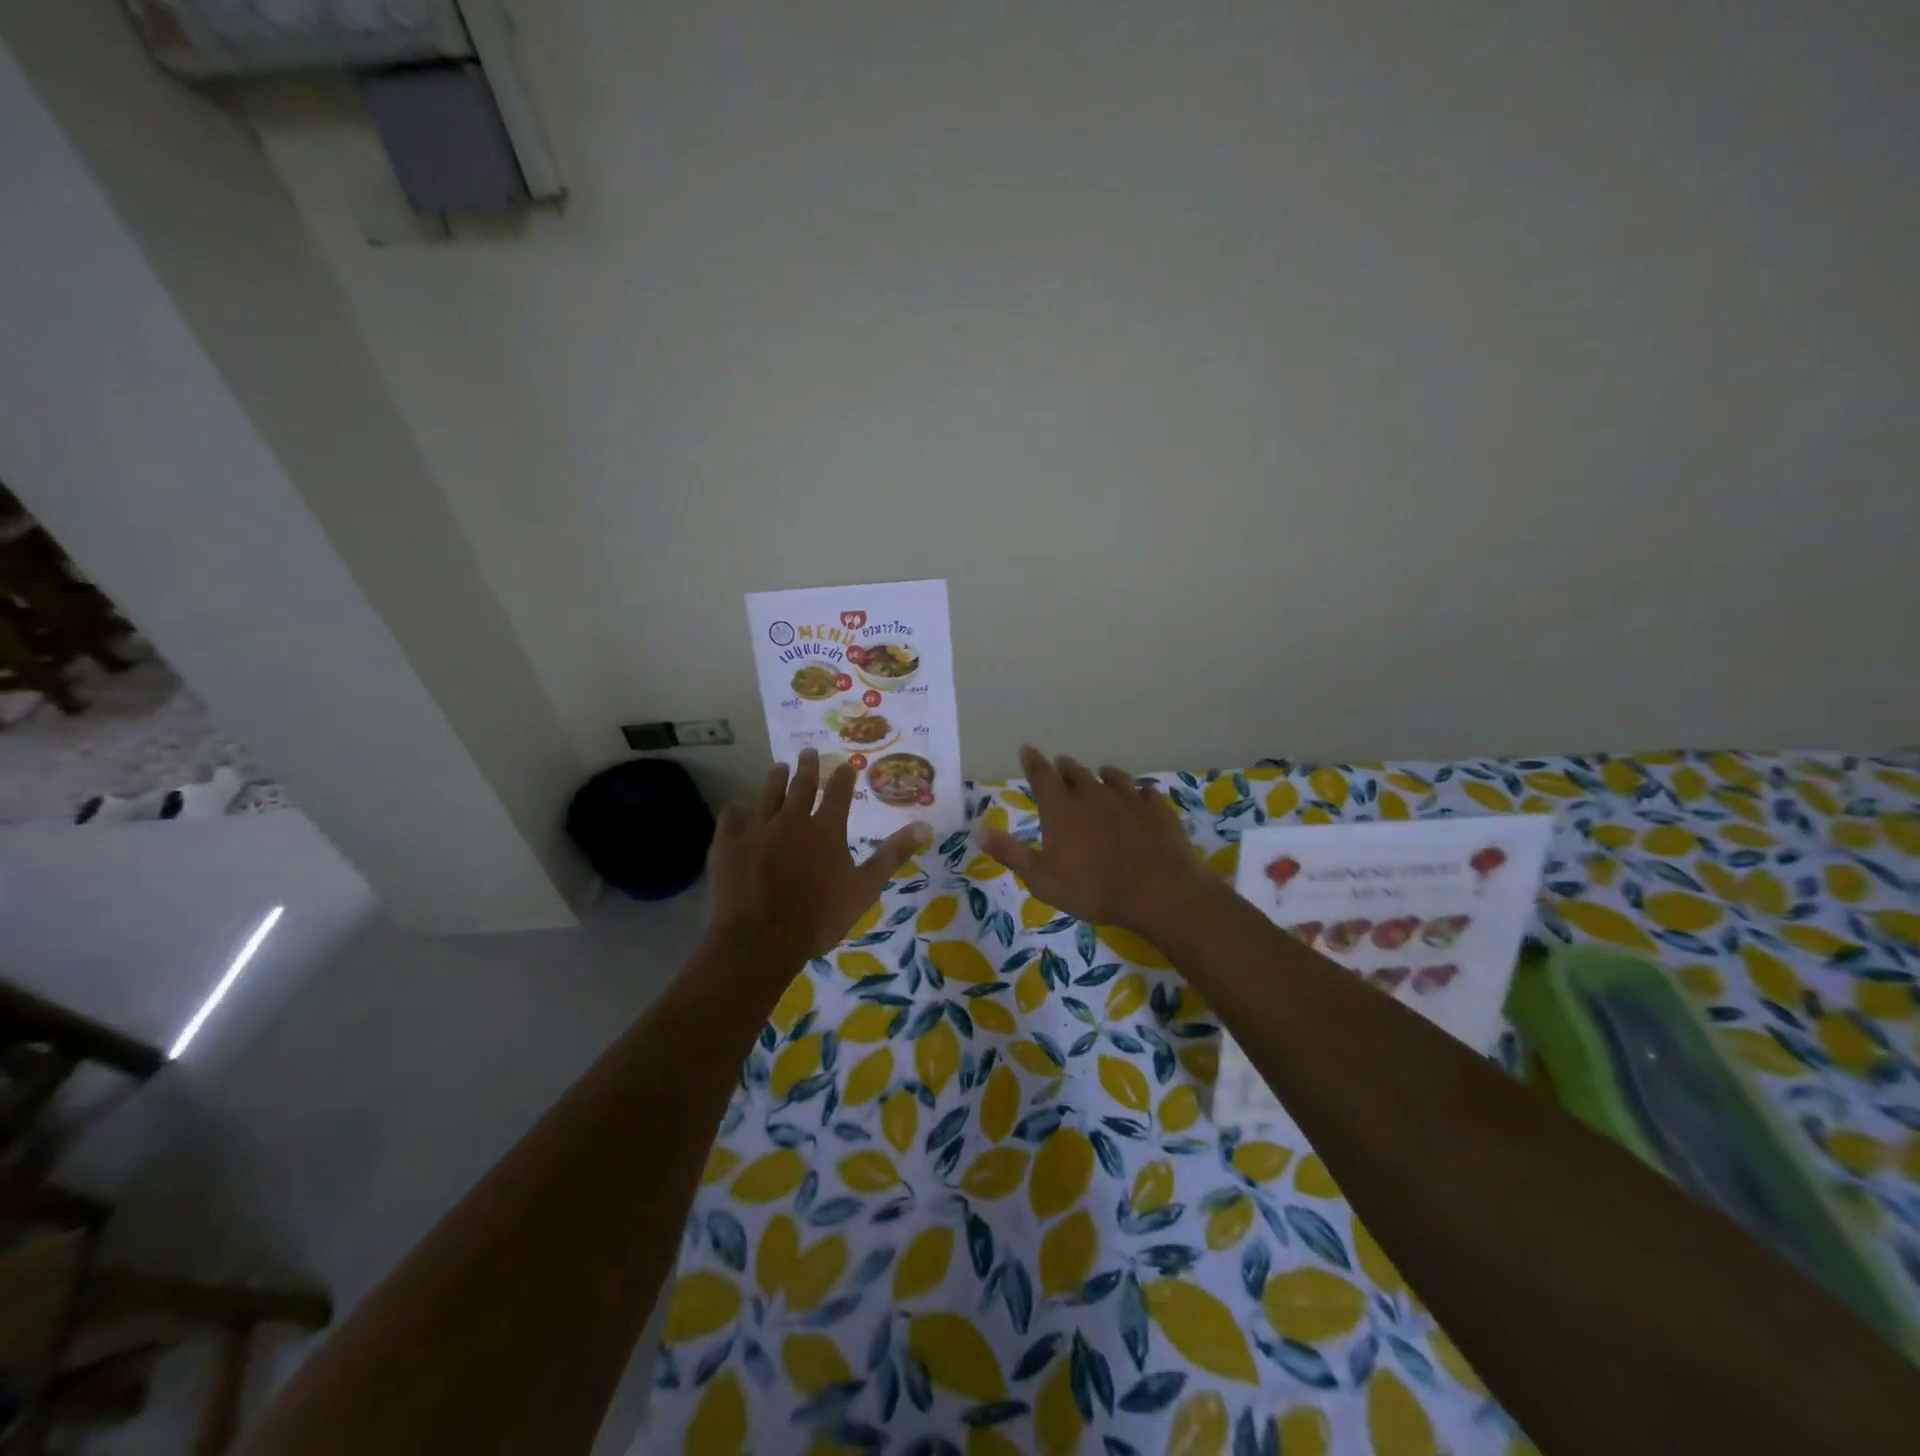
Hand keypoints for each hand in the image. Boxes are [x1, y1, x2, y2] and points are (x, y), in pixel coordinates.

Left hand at [707, 749, 930, 971]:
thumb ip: (892, 855)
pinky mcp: (728, 843)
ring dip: (775, 779)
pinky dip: (737, 810)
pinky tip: (738, 807)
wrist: (760, 940)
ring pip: (767, 794)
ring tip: (779, 767)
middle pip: (801, 785)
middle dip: (807, 767)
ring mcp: (757, 829)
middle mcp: (792, 819)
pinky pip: (732, 817)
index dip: (842, 776)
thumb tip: (923, 826)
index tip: (845, 765)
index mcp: (826, 828)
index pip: (838, 792)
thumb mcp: (865, 889)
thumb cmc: (819, 917)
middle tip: (808, 752)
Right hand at [976, 746, 1208, 932]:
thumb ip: (1009, 852)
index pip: (1041, 775)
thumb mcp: (1040, 878)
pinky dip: (1137, 792)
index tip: (1027, 748)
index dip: (1032, 761)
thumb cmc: (1091, 889)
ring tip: (1100, 774)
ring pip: (1111, 776)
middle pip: (1075, 772)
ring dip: (1101, 774)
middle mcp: (1092, 794)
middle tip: (1061, 765)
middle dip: (1064, 767)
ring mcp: (1127, 798)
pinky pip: (1145, 791)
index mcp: (1061, 808)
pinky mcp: (1156, 808)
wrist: (1156, 891)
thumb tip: (977, 828)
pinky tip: (1140, 795)